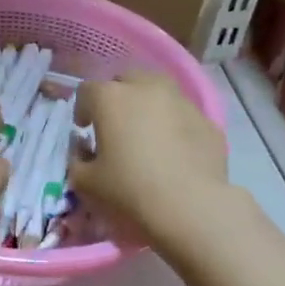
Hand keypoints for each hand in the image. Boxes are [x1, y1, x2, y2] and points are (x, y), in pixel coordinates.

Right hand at [73, 71, 228, 245]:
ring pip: (159, 91)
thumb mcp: (86, 182)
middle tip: (116, 125)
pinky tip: (175, 152)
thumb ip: (77, 161)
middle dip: (118, 97)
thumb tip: (83, 151)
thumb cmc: (129, 190)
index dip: (82, 109)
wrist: (190, 206)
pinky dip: (175, 125)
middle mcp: (147, 88)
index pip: (87, 90)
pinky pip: (183, 115)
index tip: (84, 130)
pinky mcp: (207, 120)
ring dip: (148, 105)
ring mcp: (182, 101)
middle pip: (126, 79)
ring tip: (148, 134)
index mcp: (111, 98)